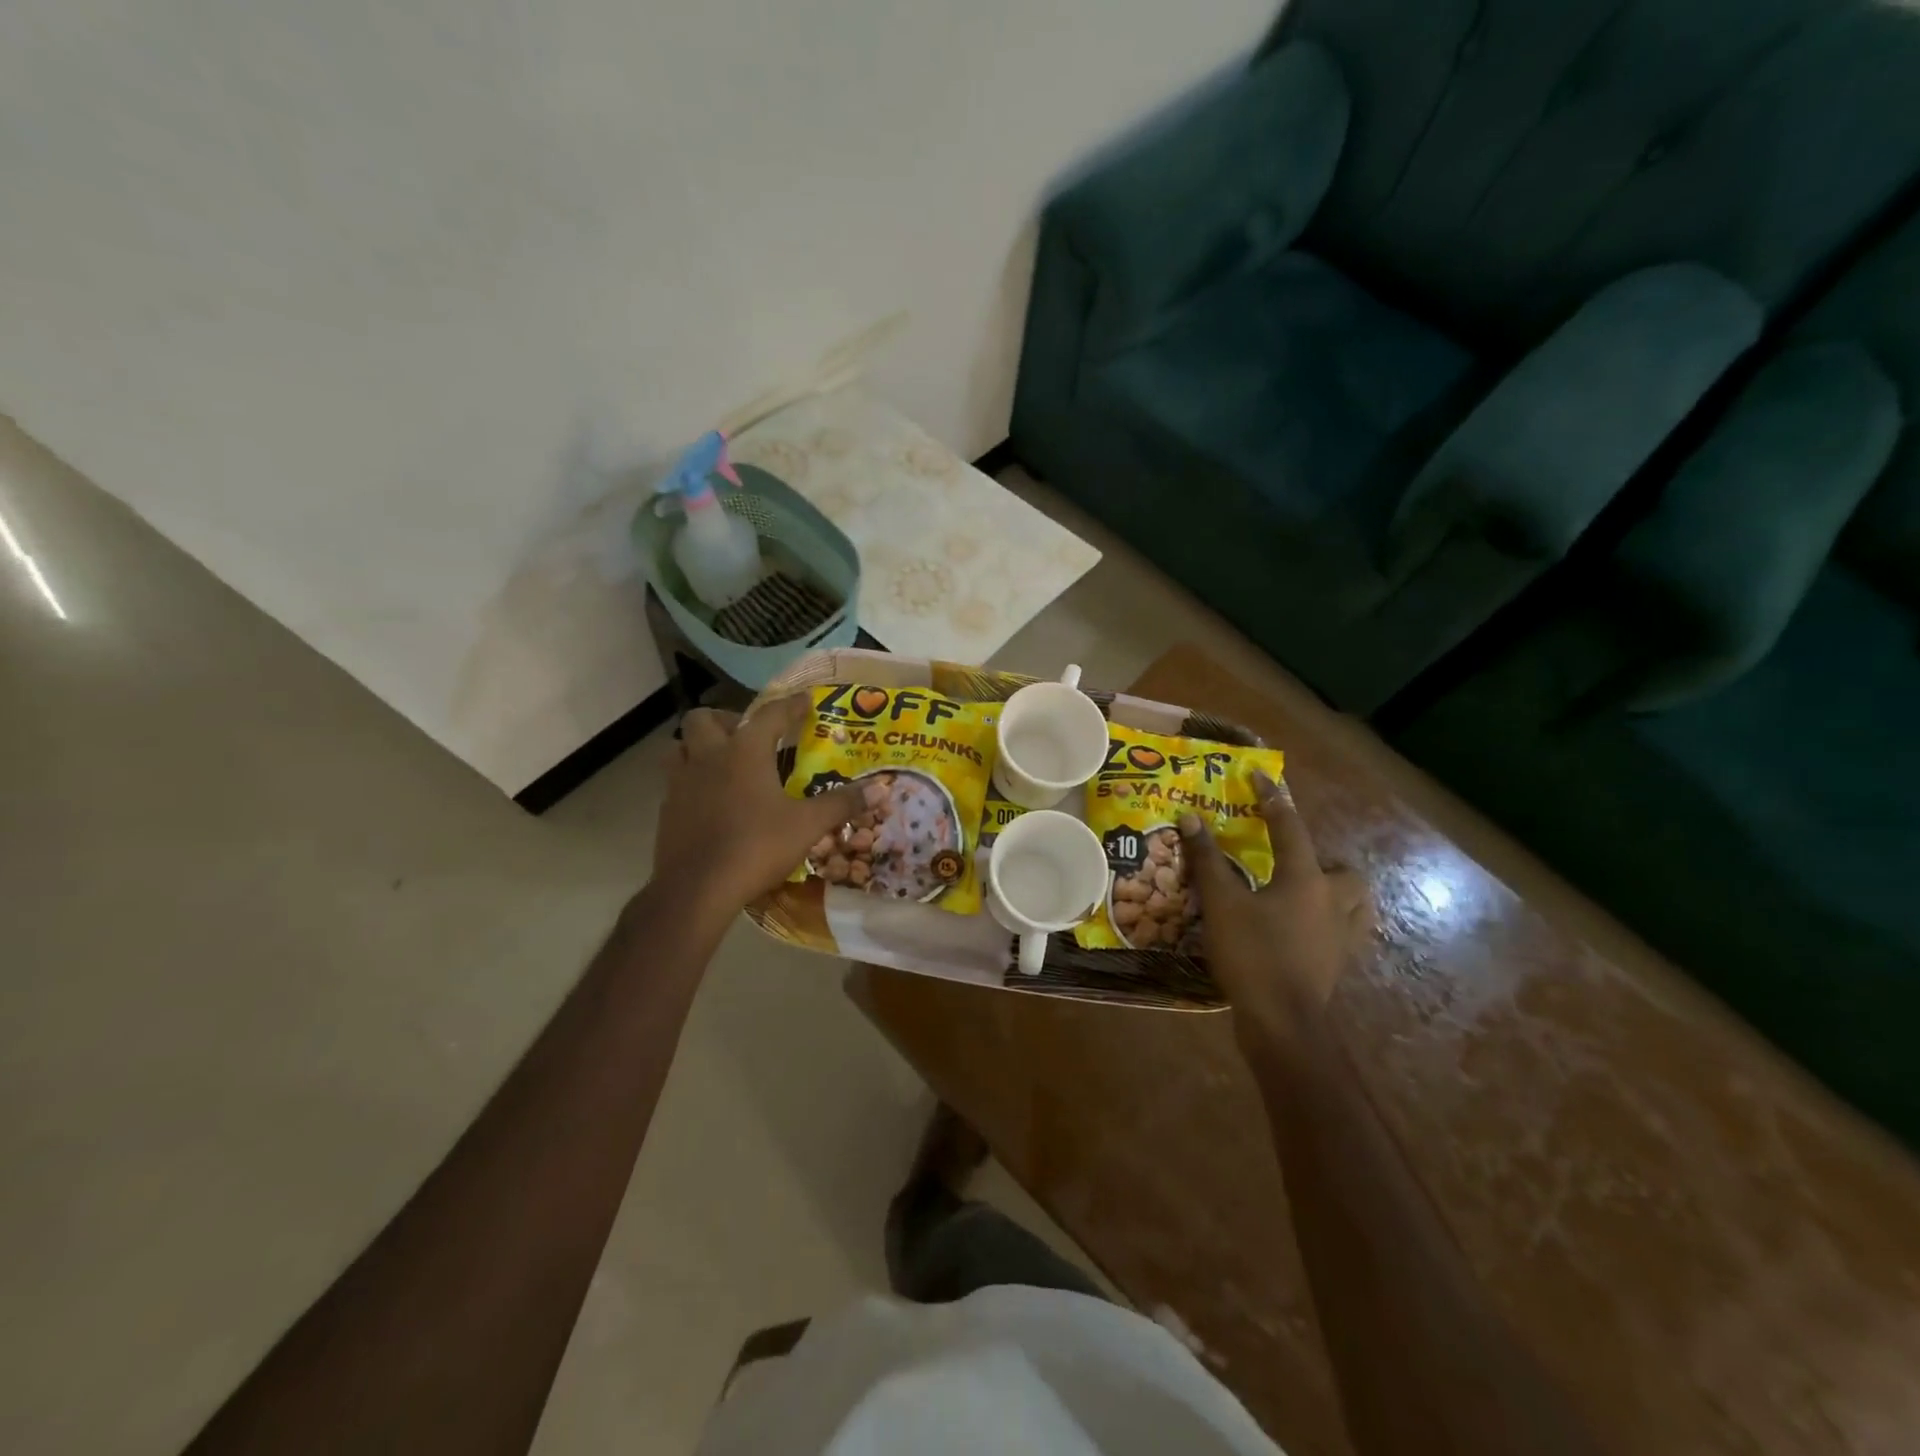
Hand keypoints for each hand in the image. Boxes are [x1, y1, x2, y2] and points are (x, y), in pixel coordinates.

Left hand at [653, 695, 865, 917]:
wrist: (696, 890)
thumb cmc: (755, 847)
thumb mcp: (808, 826)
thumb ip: (841, 804)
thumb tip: (877, 789)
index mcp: (744, 751)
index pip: (770, 714)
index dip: (791, 705)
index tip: (806, 701)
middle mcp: (708, 757)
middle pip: (704, 718)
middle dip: (727, 719)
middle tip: (749, 737)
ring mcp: (681, 782)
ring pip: (680, 746)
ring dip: (699, 746)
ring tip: (723, 763)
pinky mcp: (666, 810)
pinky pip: (675, 781)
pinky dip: (692, 780)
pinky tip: (710, 801)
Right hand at [1180, 771, 1369, 1048]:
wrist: (1283, 1022)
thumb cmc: (1253, 955)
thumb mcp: (1222, 904)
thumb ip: (1207, 860)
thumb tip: (1191, 819)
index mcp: (1306, 879)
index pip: (1290, 827)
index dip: (1272, 800)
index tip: (1259, 777)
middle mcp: (1333, 902)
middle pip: (1346, 872)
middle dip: (1325, 863)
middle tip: (1290, 864)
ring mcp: (1342, 937)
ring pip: (1356, 904)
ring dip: (1337, 894)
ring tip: (1305, 896)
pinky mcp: (1339, 964)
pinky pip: (1347, 934)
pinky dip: (1332, 925)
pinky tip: (1306, 931)